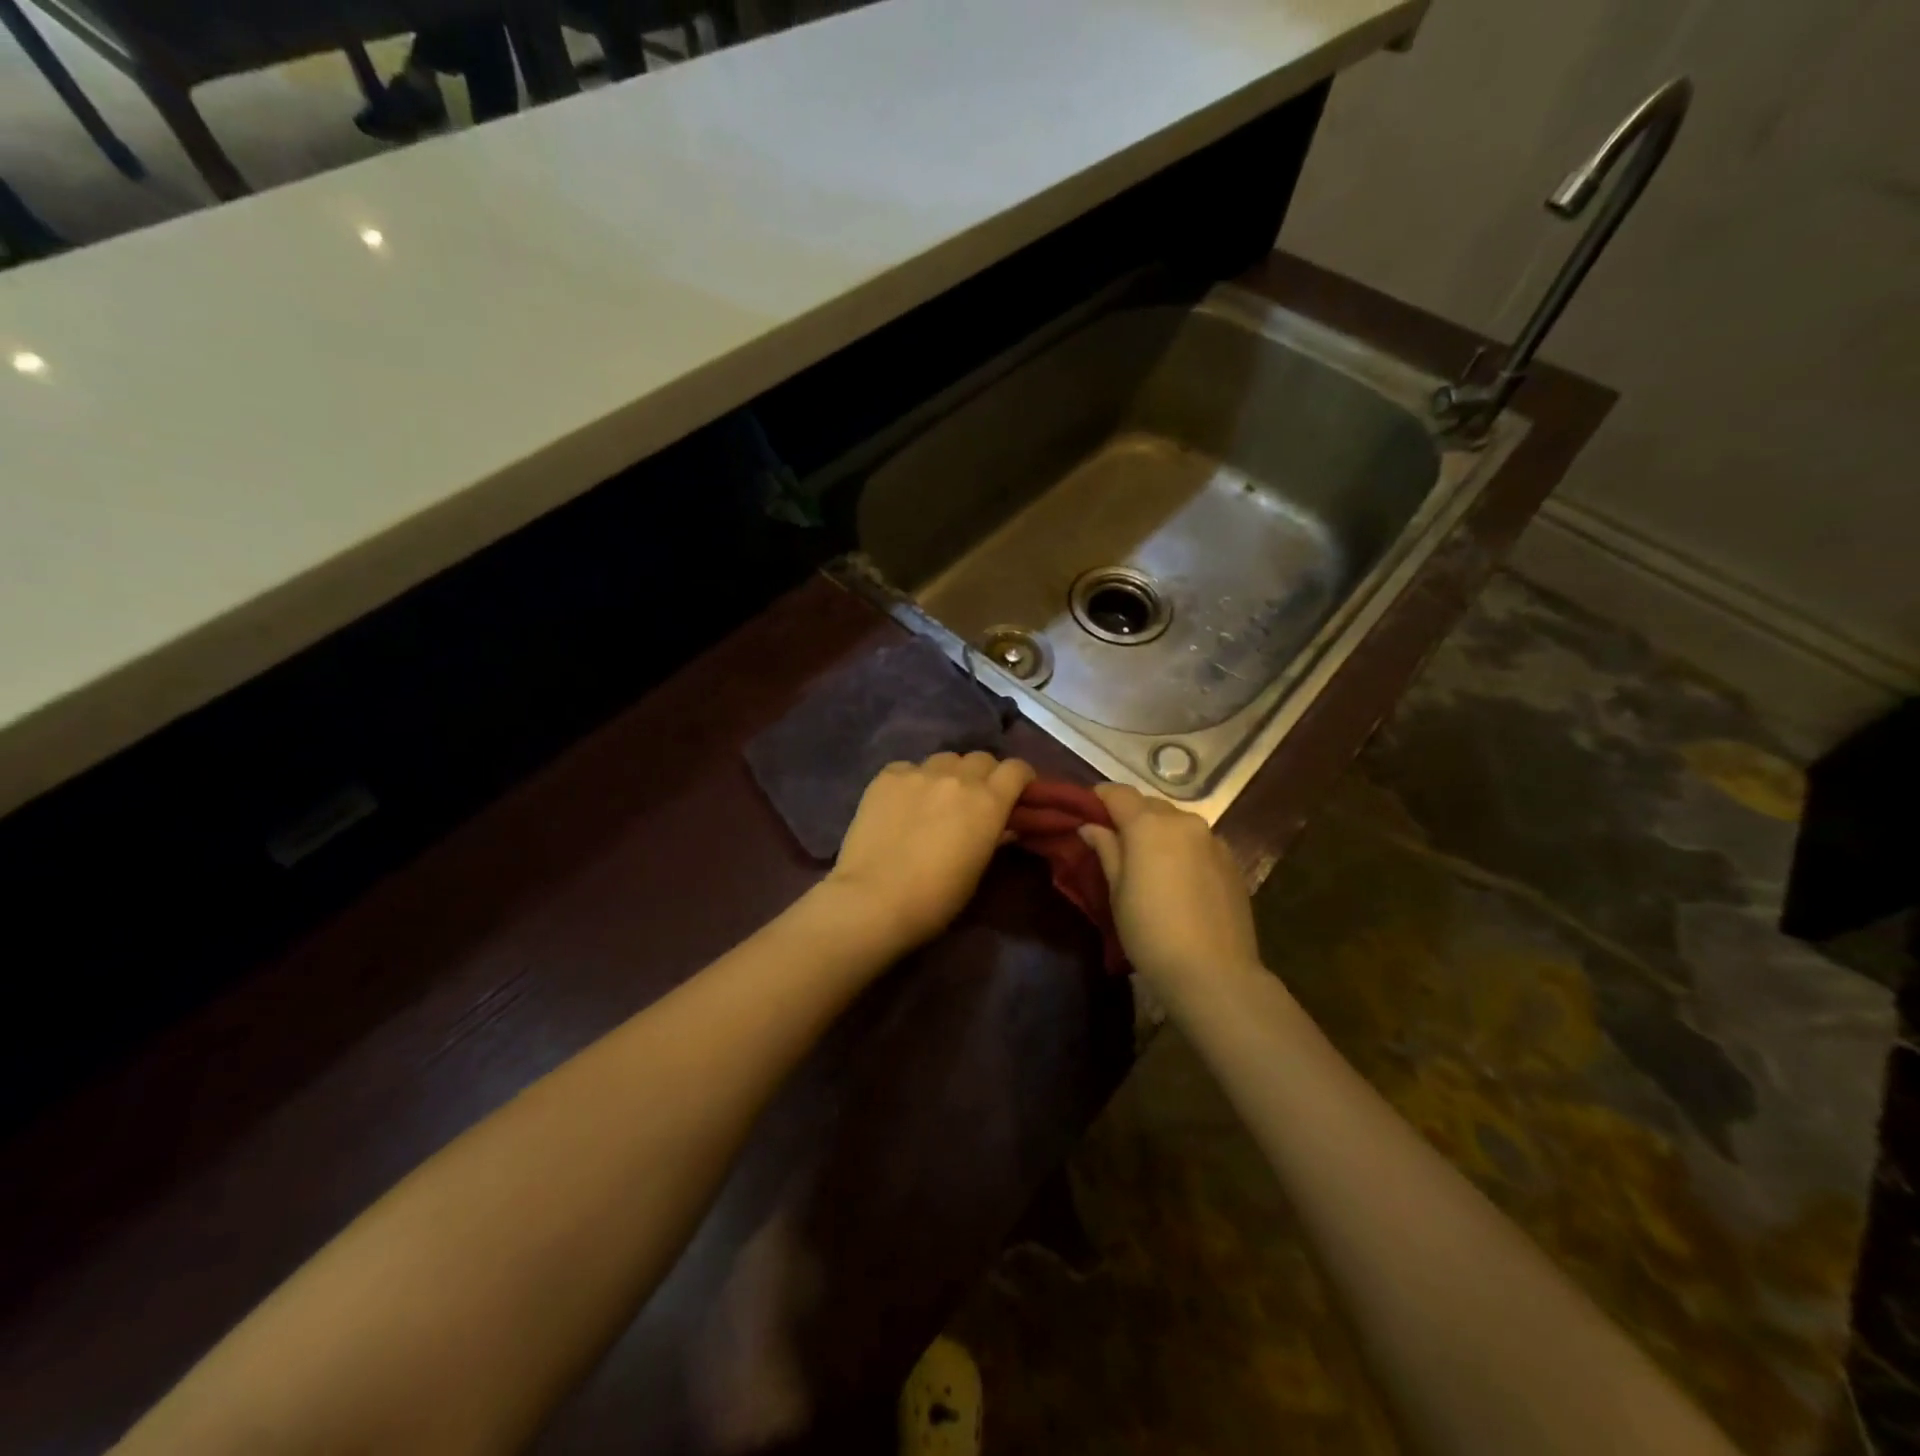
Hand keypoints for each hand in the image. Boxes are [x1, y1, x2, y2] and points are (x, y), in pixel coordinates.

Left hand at [825, 753, 1035, 951]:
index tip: (1018, 792)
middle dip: (984, 774)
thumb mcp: (977, 869)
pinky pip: (909, 767)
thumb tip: (1004, 826)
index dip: (1020, 778)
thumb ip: (994, 837)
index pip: (1016, 768)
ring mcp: (919, 772)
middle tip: (975, 798)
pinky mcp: (886, 775)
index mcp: (988, 801)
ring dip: (949, 774)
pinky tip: (902, 803)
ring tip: (937, 798)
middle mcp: (957, 777)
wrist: (874, 899)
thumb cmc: (936, 898)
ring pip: (945, 759)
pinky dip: (913, 780)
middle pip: (981, 758)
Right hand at [1078, 783, 1259, 990]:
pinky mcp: (1231, 860)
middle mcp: (1183, 821)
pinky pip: (1198, 841)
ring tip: (1147, 860)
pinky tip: (1176, 877)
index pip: (1118, 793)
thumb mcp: (1117, 891)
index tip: (1086, 810)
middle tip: (1113, 840)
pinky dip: (1182, 847)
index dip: (1099, 797)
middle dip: (1130, 815)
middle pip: (1149, 805)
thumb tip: (1090, 826)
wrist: (1213, 971)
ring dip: (1158, 831)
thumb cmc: (1150, 931)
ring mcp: (1212, 839)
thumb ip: (1106, 850)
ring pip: (1176, 822)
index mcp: (1149, 824)